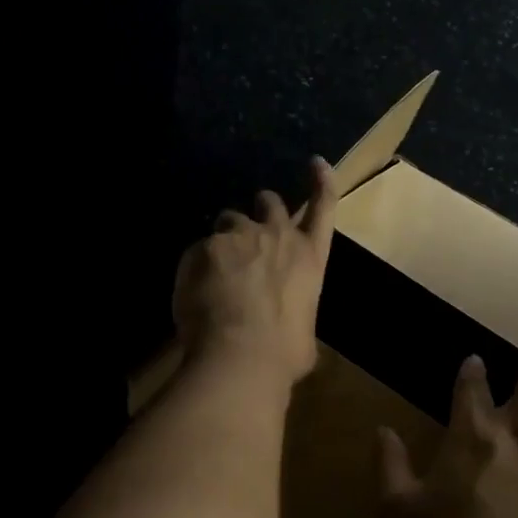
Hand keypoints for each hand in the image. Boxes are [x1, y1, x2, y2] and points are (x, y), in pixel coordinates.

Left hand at [172, 156, 338, 386]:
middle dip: (262, 207)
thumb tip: (289, 328)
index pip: (323, 207)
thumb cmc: (284, 353)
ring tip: (215, 267)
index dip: (322, 182)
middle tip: (249, 227)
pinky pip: (199, 248)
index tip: (316, 162)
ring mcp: (242, 237)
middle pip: (271, 203)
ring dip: (226, 236)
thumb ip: (296, 315)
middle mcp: (279, 237)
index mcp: (311, 259)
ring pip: (230, 220)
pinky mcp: (207, 246)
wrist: (241, 355)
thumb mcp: (304, 334)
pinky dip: (197, 264)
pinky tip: (194, 290)